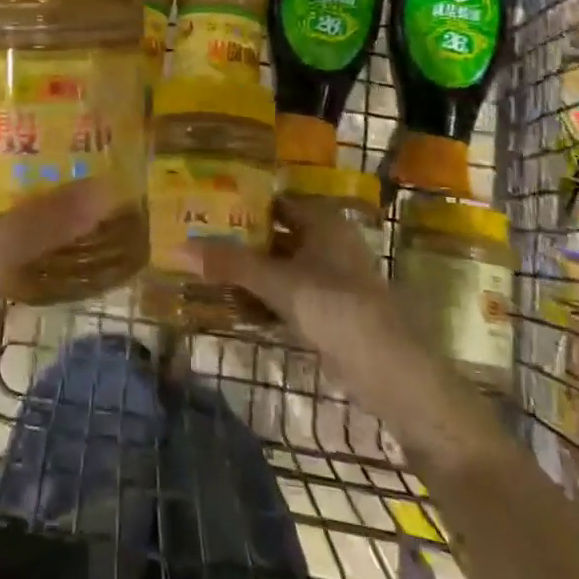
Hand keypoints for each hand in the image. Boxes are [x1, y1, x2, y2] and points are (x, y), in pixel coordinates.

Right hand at [191, 200, 494, 477]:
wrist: (397, 378)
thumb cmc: (340, 312)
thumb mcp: (281, 285)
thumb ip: (232, 265)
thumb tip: (182, 247)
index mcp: (322, 220)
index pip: (272, 200)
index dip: (239, 203)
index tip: (201, 207)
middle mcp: (326, 241)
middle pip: (273, 234)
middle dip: (238, 241)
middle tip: (195, 241)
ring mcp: (329, 277)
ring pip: (278, 266)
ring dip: (247, 272)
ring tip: (204, 273)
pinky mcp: (328, 310)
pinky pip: (286, 294)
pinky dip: (263, 298)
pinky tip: (232, 307)